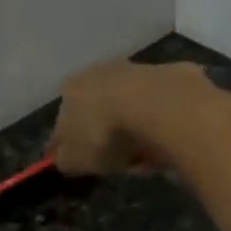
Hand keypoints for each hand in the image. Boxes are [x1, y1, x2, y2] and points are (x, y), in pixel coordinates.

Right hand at [48, 59, 206, 175]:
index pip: (63, 121)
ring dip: (133, 128)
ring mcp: (136, 69)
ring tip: (144, 155)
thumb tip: (62, 157)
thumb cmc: (105, 135)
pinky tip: (164, 142)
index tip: (80, 161)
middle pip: (99, 109)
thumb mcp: (74, 160)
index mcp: (71, 90)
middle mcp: (99, 71)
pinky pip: (158, 109)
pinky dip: (158, 124)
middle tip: (117, 159)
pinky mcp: (169, 75)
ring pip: (129, 107)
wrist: (158, 108)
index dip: (70, 144)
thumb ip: (64, 159)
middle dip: (105, 133)